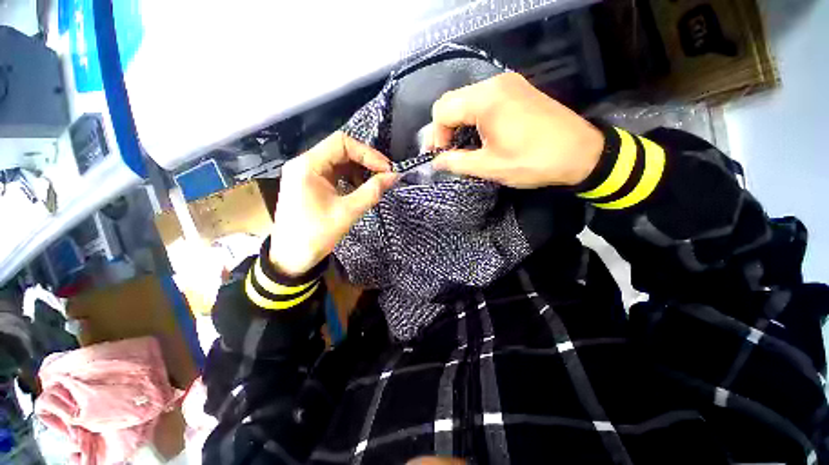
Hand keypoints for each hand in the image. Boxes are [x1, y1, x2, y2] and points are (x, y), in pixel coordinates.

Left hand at [269, 132, 397, 276]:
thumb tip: (394, 177)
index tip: (386, 169)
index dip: (368, 153)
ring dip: (359, 170)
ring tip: (375, 183)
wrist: (290, 258)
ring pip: (338, 161)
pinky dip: (350, 178)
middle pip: (340, 150)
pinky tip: (361, 189)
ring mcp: (306, 173)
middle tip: (385, 175)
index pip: (342, 143)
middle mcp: (304, 163)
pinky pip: (334, 173)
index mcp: (308, 165)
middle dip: (365, 161)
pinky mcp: (310, 184)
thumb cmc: (316, 235)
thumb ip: (372, 192)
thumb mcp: (347, 212)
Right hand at [430, 73, 603, 188]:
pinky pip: (483, 100)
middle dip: (443, 128)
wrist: (581, 153)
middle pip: (452, 101)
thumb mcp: (490, 166)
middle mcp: (494, 83)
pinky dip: (473, 118)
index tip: (441, 156)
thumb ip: (457, 162)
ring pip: (467, 100)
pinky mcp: (517, 90)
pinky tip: (476, 135)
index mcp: (486, 100)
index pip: (442, 110)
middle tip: (445, 152)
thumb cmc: (533, 161)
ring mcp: (508, 84)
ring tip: (459, 146)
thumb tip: (436, 162)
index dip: (436, 135)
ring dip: (457, 123)